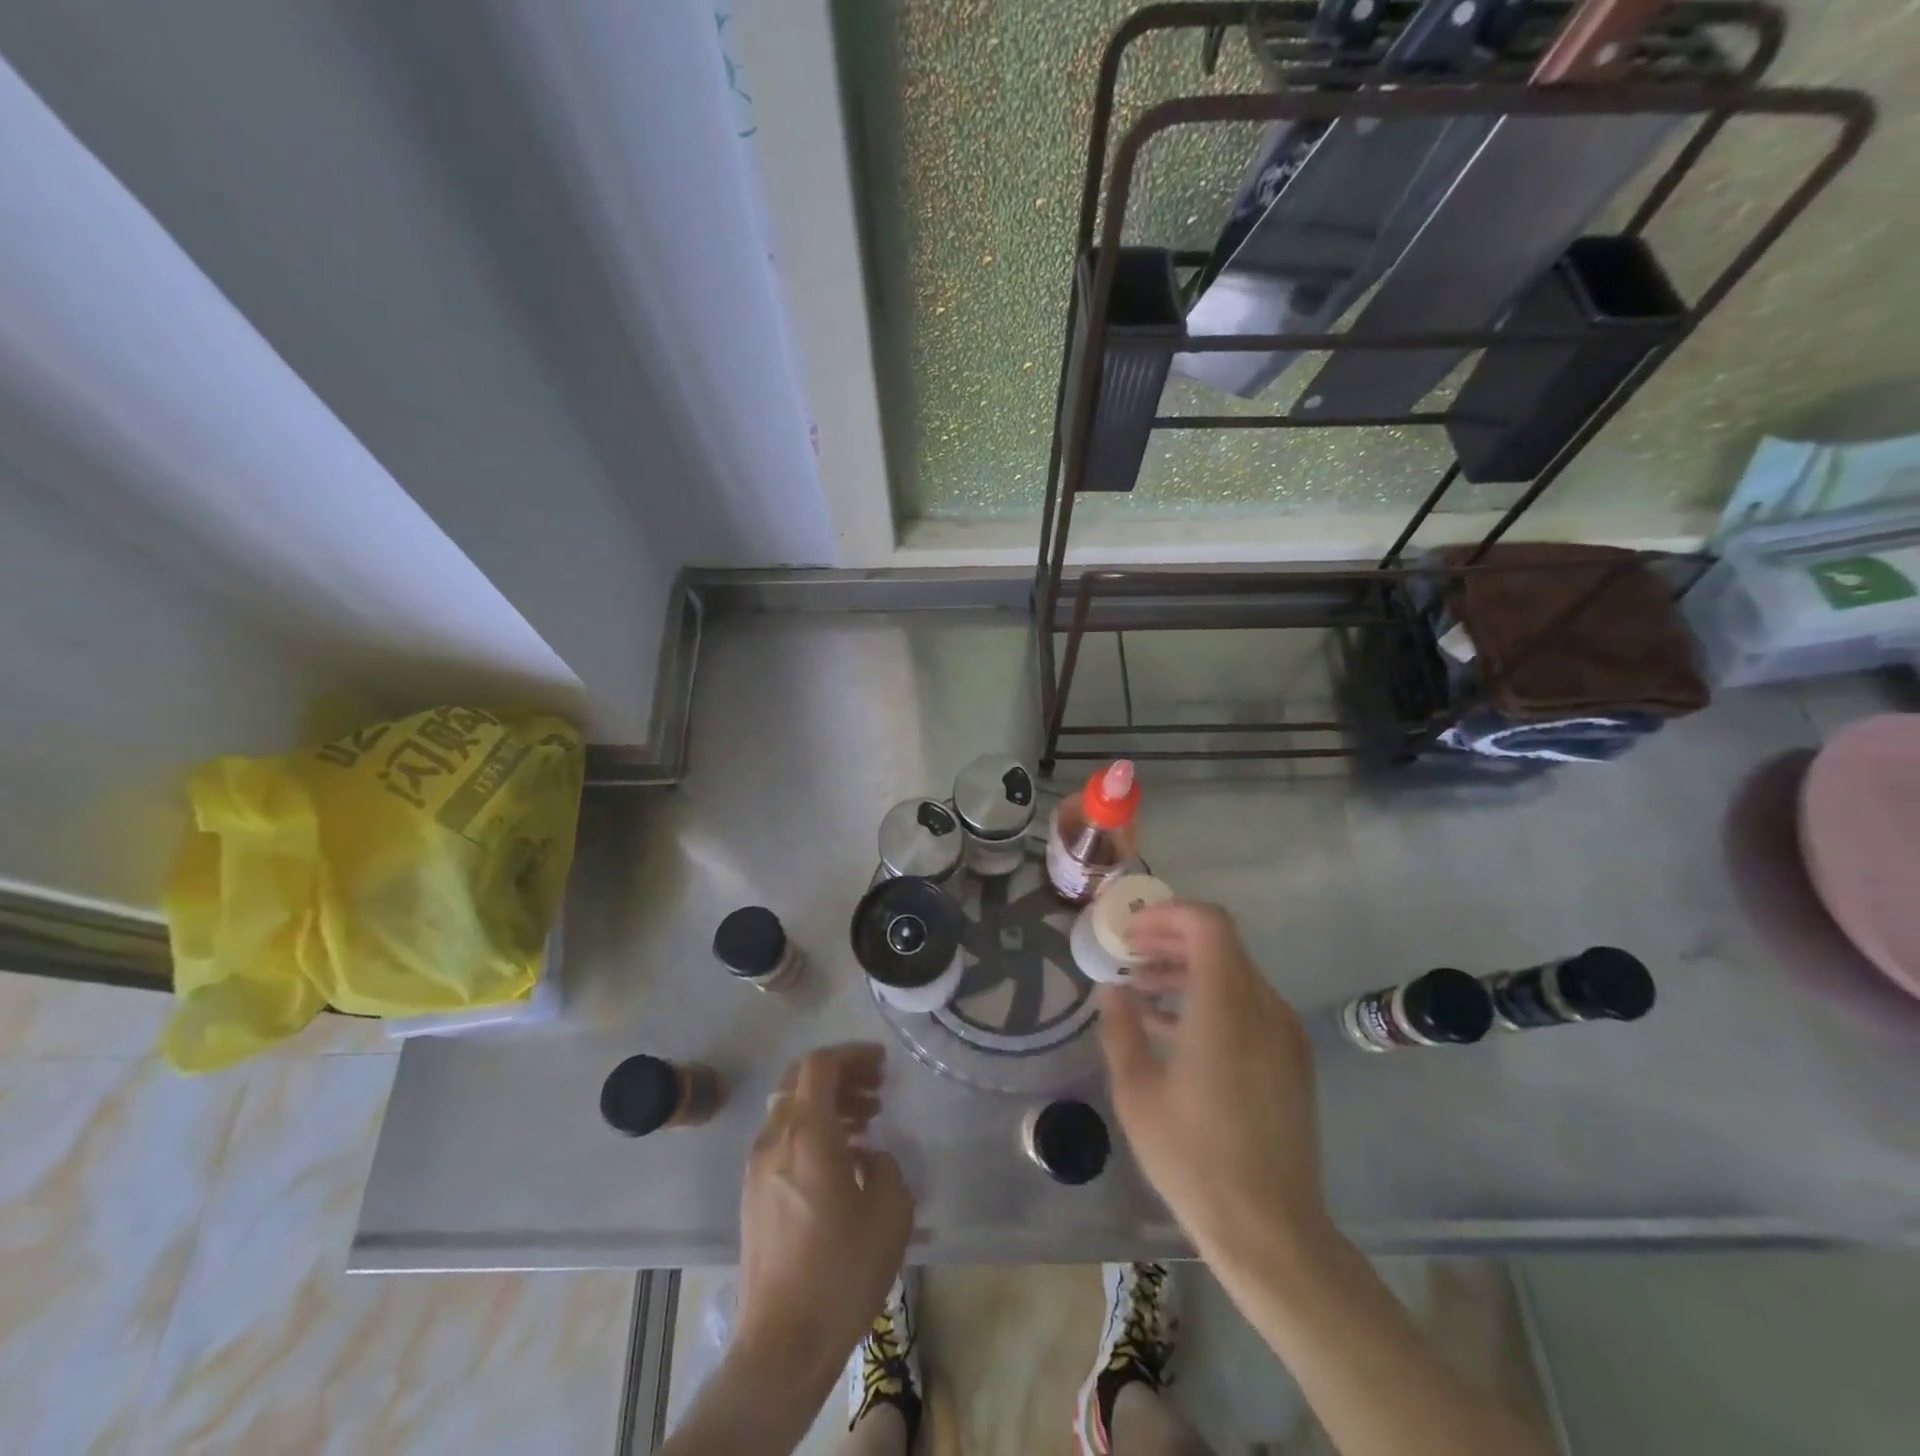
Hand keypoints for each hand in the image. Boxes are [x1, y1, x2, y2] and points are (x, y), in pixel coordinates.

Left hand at [734, 1043, 913, 1395]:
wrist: (782, 1344)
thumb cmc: (841, 1271)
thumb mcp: (889, 1212)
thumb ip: (886, 1166)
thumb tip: (870, 1157)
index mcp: (806, 1134)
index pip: (820, 1064)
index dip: (852, 1054)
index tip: (882, 1064)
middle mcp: (775, 1139)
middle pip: (800, 1079)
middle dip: (840, 1074)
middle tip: (876, 1089)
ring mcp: (758, 1167)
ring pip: (790, 1108)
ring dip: (827, 1103)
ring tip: (866, 1122)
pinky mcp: (753, 1194)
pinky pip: (783, 1139)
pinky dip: (812, 1130)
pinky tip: (842, 1160)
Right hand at [1100, 902, 1329, 1264]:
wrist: (1271, 1231)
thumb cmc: (1194, 1159)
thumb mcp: (1137, 1092)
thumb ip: (1120, 1028)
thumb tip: (1112, 989)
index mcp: (1228, 1007)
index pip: (1209, 925)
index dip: (1167, 914)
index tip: (1130, 932)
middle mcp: (1264, 1008)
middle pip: (1220, 945)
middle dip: (1170, 940)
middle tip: (1128, 955)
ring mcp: (1284, 1034)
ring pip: (1234, 974)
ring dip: (1187, 970)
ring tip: (1141, 989)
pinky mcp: (1291, 1060)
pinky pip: (1247, 1006)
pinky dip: (1209, 998)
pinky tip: (1172, 1027)